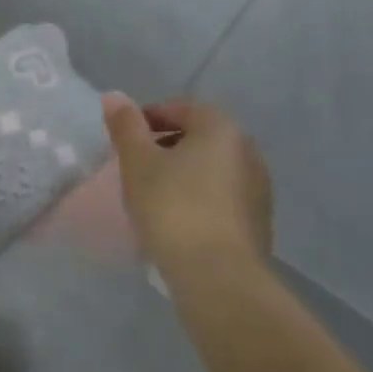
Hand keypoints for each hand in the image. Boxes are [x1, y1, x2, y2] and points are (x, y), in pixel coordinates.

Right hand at [101, 95, 272, 275]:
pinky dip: (197, 196)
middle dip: (165, 145)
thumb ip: (125, 125)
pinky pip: (220, 195)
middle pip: (198, 136)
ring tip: (152, 194)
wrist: (217, 275)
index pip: (179, 108)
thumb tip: (113, 96)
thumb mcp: (138, 162)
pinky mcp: (258, 220)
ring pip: (210, 167)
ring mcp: (258, 187)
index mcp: (221, 128)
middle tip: (134, 166)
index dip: (146, 119)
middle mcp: (247, 150)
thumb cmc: (172, 207)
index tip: (123, 140)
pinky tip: (176, 218)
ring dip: (182, 172)